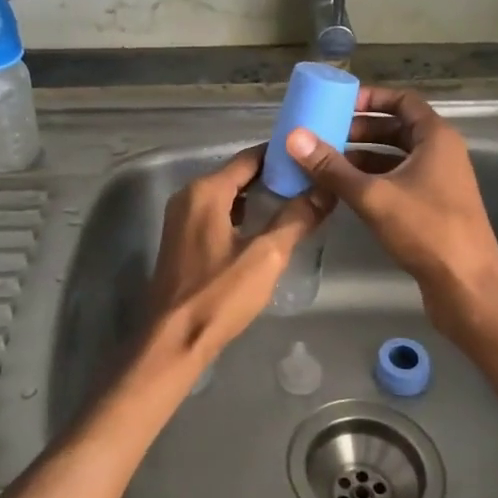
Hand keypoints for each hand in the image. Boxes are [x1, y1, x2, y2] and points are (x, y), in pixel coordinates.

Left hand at [138, 145, 328, 382]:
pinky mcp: (181, 239)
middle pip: (238, 174)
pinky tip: (266, 226)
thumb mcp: (266, 256)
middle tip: (311, 180)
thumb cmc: (219, 295)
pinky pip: (217, 213)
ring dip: (258, 196)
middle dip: (273, 176)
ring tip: (297, 200)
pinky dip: (242, 213)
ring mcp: (181, 218)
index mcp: (206, 191)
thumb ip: (296, 218)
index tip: (311, 158)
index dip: (282, 156)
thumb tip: (325, 190)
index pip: (250, 158)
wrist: (173, 340)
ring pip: (228, 195)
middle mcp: (188, 195)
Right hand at [286, 86, 497, 343]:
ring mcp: (439, 181)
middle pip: (397, 128)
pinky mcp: (434, 207)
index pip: (403, 101)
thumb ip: (332, 167)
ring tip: (326, 163)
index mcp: (436, 138)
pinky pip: (399, 180)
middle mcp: (441, 153)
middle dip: (360, 130)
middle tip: (324, 136)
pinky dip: (374, 179)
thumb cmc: (426, 230)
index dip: (371, 98)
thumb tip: (294, 137)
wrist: (467, 286)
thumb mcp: (373, 196)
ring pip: (396, 157)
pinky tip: (345, 191)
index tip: (338, 104)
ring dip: (363, 156)